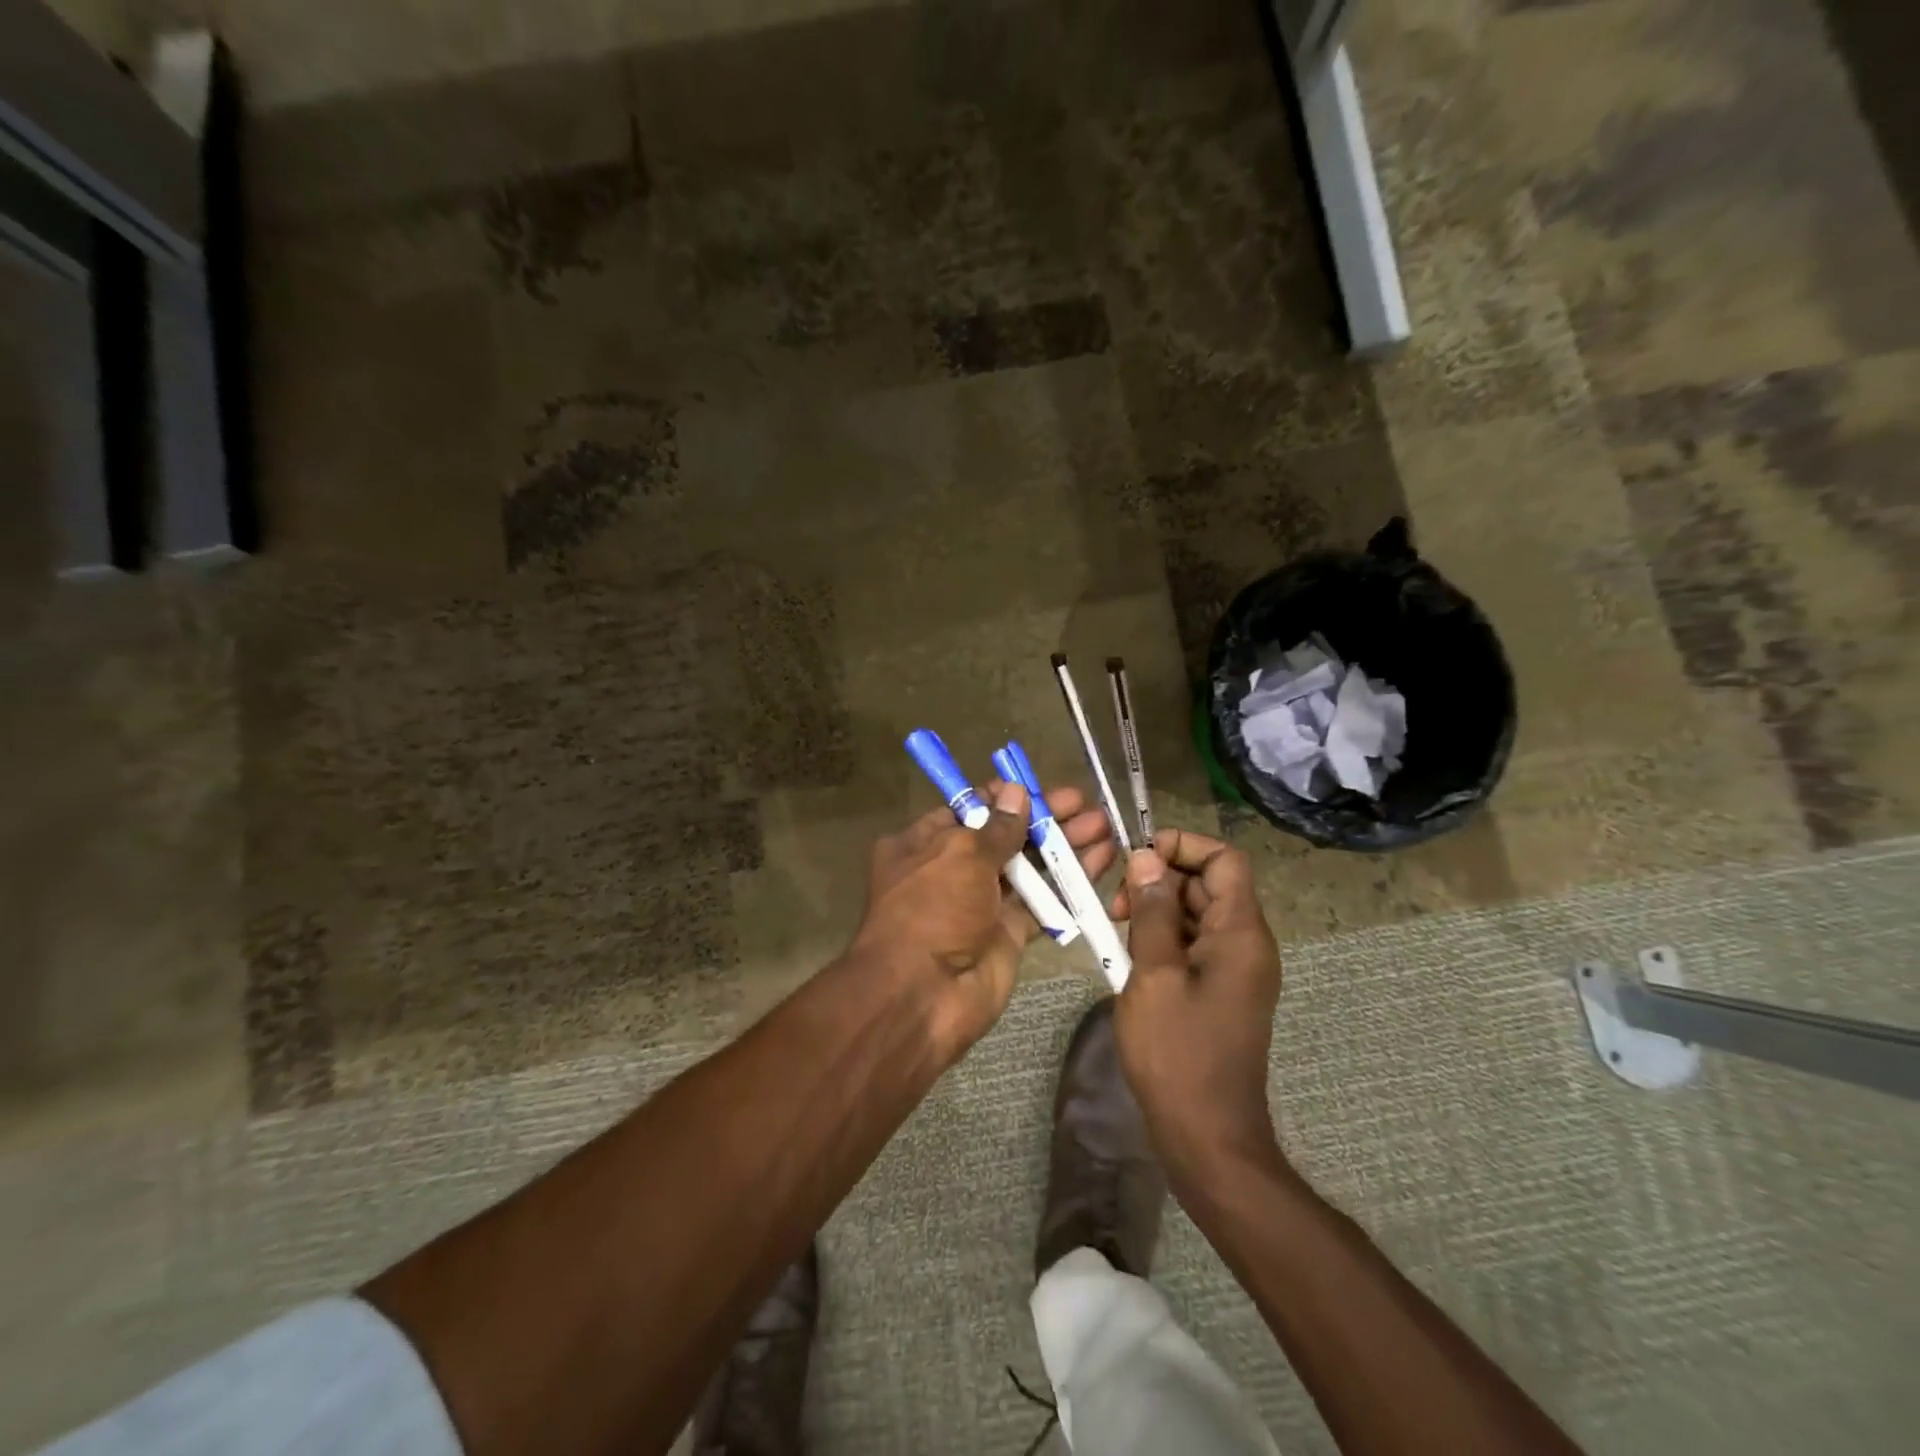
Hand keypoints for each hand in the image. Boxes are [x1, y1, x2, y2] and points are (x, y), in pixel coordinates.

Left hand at [851, 782, 1118, 1058]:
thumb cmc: (932, 910)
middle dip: (1043, 819)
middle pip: (1003, 836)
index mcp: (923, 844)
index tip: (1038, 787)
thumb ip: (996, 827)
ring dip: (1063, 846)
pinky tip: (1101, 861)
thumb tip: (1016, 792)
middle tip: (1085, 803)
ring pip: (1027, 867)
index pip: (968, 810)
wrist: (924, 997)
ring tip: (1104, 826)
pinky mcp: (1007, 933)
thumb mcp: (960, 856)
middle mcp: (950, 869)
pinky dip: (1068, 882)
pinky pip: (1041, 901)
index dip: (1004, 798)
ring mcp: (980, 903)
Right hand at [1110, 828, 1284, 1185]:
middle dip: (1159, 881)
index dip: (1183, 846)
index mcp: (1241, 933)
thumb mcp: (1154, 974)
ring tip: (1116, 933)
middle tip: (1114, 905)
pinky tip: (1130, 960)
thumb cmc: (1178, 1052)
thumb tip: (1146, 858)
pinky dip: (1162, 939)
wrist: (1207, 1136)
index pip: (1225, 859)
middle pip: (1208, 884)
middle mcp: (1247, 943)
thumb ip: (1151, 911)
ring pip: (1196, 913)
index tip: (1137, 859)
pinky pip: (1193, 945)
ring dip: (1155, 911)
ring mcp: (1235, 969)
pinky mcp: (1219, 991)